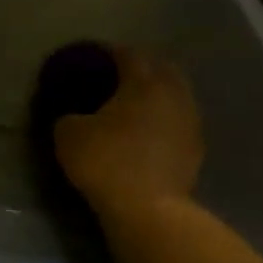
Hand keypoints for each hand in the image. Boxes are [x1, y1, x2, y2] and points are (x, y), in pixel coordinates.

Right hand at [53, 46, 202, 212]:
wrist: (148, 209)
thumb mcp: (68, 134)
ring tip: (131, 103)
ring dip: (155, 93)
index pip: (128, 54)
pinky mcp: (195, 148)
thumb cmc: (106, 162)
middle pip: (160, 68)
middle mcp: (172, 94)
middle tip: (115, 75)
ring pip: (174, 94)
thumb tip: (73, 115)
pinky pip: (177, 120)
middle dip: (139, 67)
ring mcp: (189, 121)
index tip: (92, 57)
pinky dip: (162, 117)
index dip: (108, 52)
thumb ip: (69, 115)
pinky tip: (145, 129)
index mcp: (142, 82)